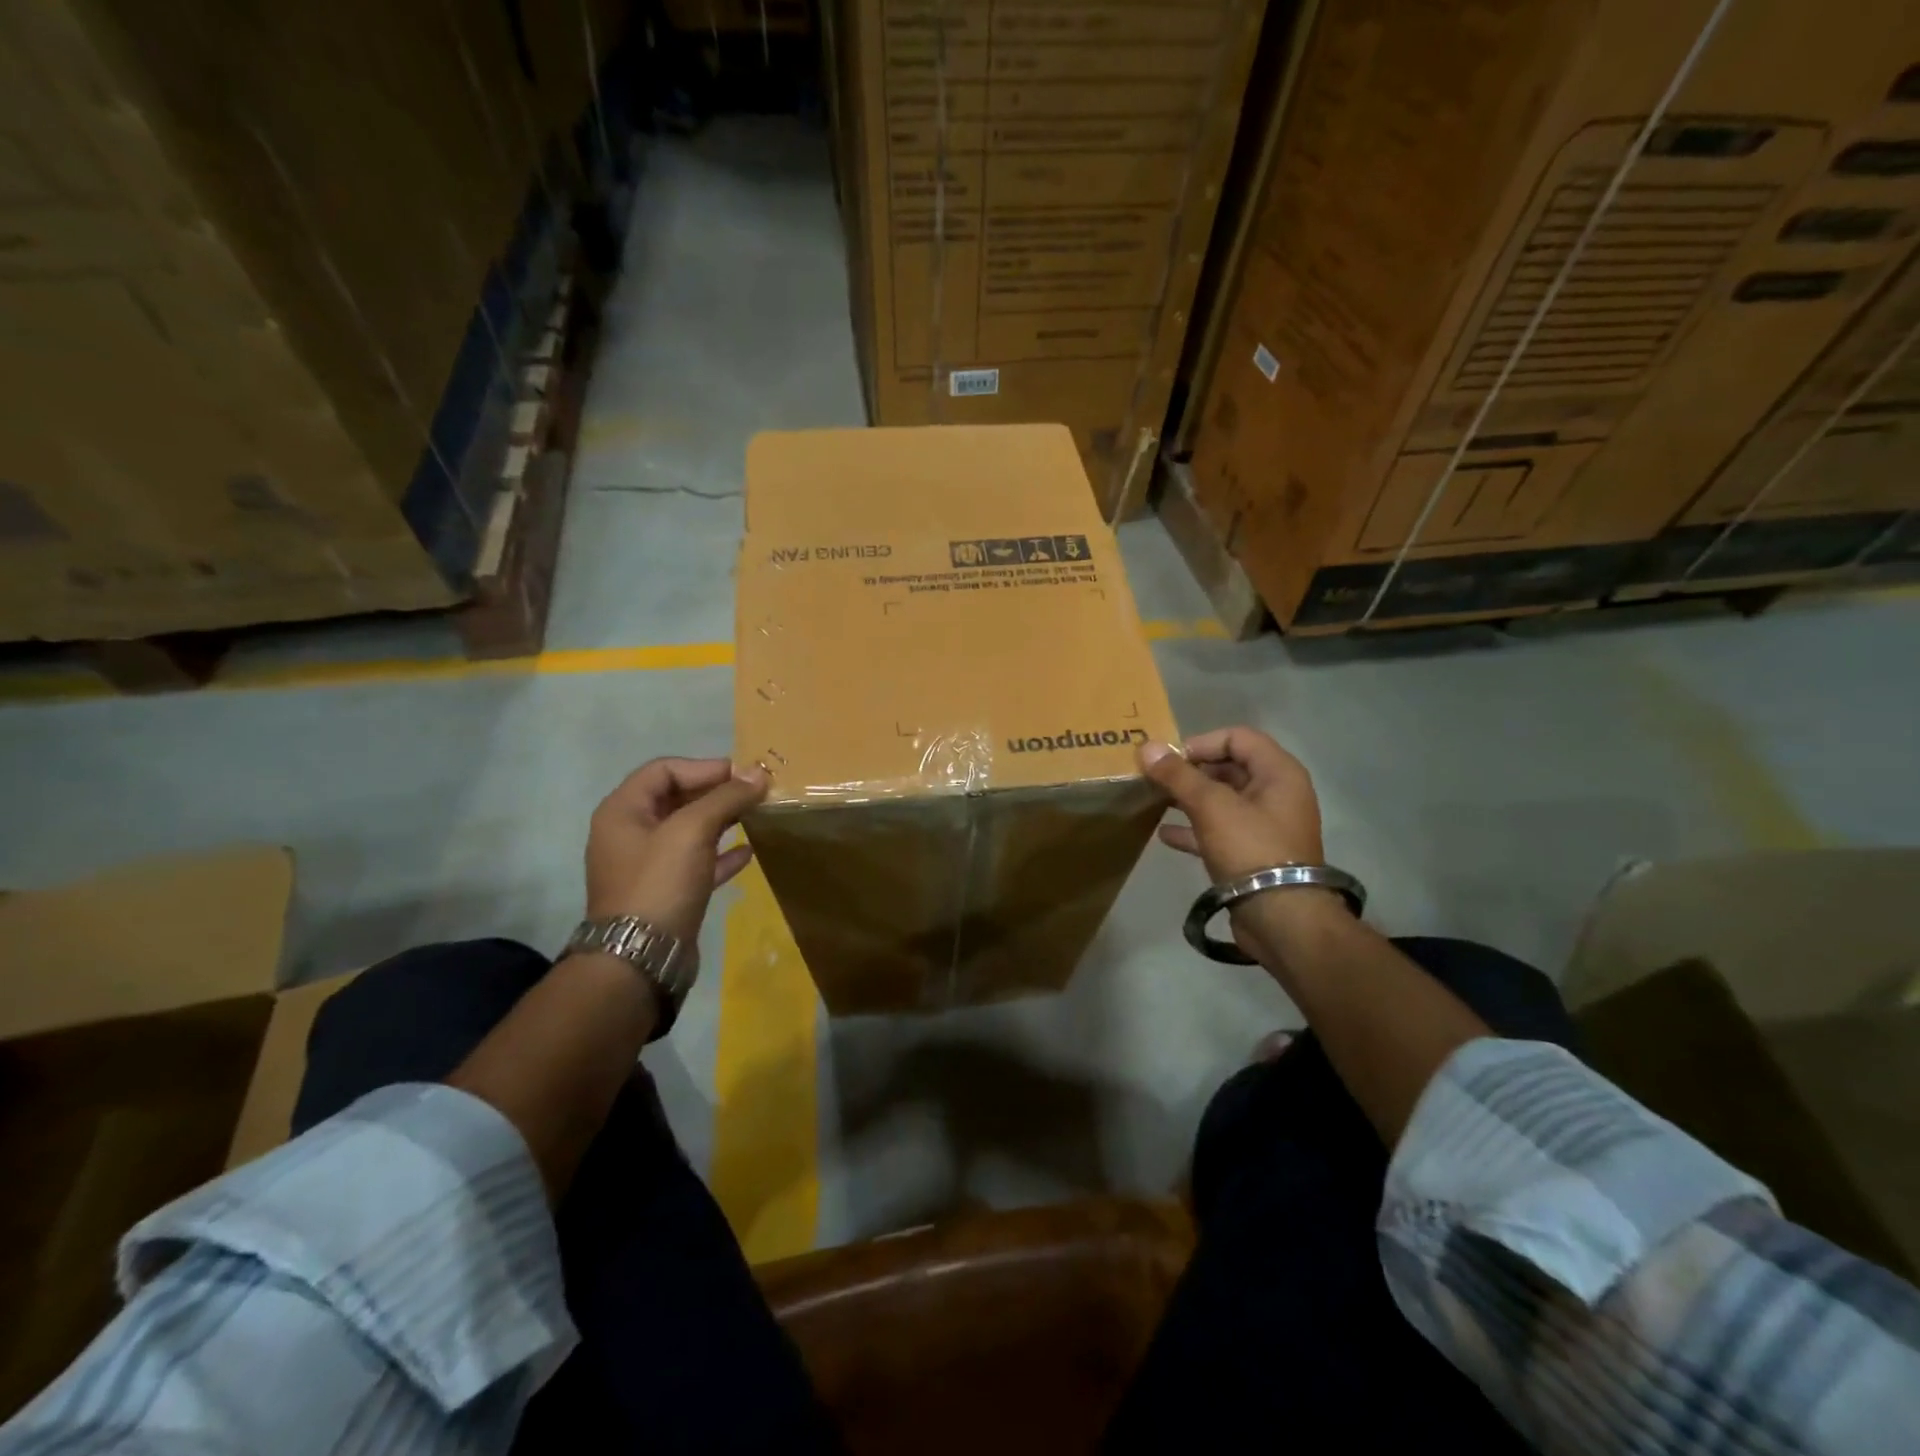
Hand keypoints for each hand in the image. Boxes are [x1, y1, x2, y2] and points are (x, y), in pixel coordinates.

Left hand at [585, 758, 768, 942]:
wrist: (641, 959)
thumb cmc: (660, 883)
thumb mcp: (693, 831)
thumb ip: (726, 797)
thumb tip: (759, 773)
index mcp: (623, 811)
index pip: (664, 770)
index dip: (704, 767)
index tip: (743, 774)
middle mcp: (630, 834)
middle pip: (677, 799)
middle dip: (716, 792)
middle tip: (755, 792)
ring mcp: (647, 866)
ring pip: (689, 831)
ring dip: (722, 821)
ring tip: (756, 816)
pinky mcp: (666, 893)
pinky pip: (696, 863)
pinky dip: (720, 854)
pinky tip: (748, 853)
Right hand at [1138, 727, 1323, 880]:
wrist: (1281, 919)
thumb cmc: (1250, 849)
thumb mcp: (1211, 806)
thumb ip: (1178, 775)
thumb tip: (1147, 747)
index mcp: (1279, 773)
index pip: (1237, 737)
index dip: (1201, 743)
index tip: (1169, 760)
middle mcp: (1276, 794)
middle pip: (1229, 768)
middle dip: (1191, 772)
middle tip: (1156, 780)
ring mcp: (1265, 826)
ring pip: (1222, 801)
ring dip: (1189, 799)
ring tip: (1155, 802)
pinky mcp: (1252, 854)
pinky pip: (1219, 831)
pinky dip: (1194, 828)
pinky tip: (1165, 835)